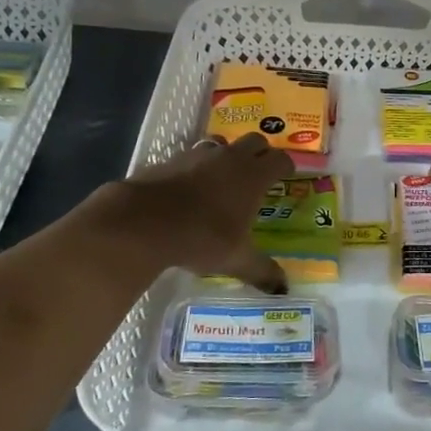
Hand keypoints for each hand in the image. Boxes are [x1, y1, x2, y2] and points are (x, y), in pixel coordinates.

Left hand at [83, 134, 293, 292]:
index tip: (286, 176)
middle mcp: (231, 158)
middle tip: (260, 173)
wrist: (144, 220)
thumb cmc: (202, 237)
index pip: (281, 159)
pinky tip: (191, 187)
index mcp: (253, 176)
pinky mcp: (172, 158)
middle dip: (261, 153)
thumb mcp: (235, 259)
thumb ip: (262, 271)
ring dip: (229, 154)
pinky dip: (199, 165)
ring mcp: (200, 154)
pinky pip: (194, 154)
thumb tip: (284, 289)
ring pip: (223, 143)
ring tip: (225, 177)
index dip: (286, 166)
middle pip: (256, 140)